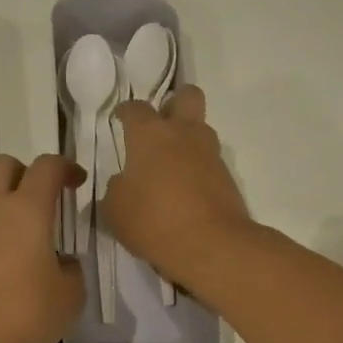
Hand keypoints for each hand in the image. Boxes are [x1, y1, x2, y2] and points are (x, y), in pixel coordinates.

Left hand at [0, 153, 84, 342]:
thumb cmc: (28, 315)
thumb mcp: (70, 295)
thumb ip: (71, 269)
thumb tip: (61, 263)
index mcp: (27, 211)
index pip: (46, 167)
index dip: (65, 167)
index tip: (78, 184)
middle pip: (4, 166)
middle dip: (26, 173)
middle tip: (47, 199)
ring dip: (11, 209)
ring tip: (35, 244)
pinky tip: (15, 269)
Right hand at [102, 86, 253, 289]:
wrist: (211, 245)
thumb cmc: (153, 220)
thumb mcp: (115, 209)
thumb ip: (116, 189)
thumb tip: (124, 183)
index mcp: (150, 135)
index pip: (135, 108)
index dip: (125, 111)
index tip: (120, 118)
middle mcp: (184, 134)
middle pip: (188, 96)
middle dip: (175, 103)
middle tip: (160, 123)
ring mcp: (210, 155)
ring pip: (201, 129)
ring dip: (188, 138)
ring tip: (170, 163)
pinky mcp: (227, 178)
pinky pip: (209, 162)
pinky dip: (197, 169)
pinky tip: (184, 190)